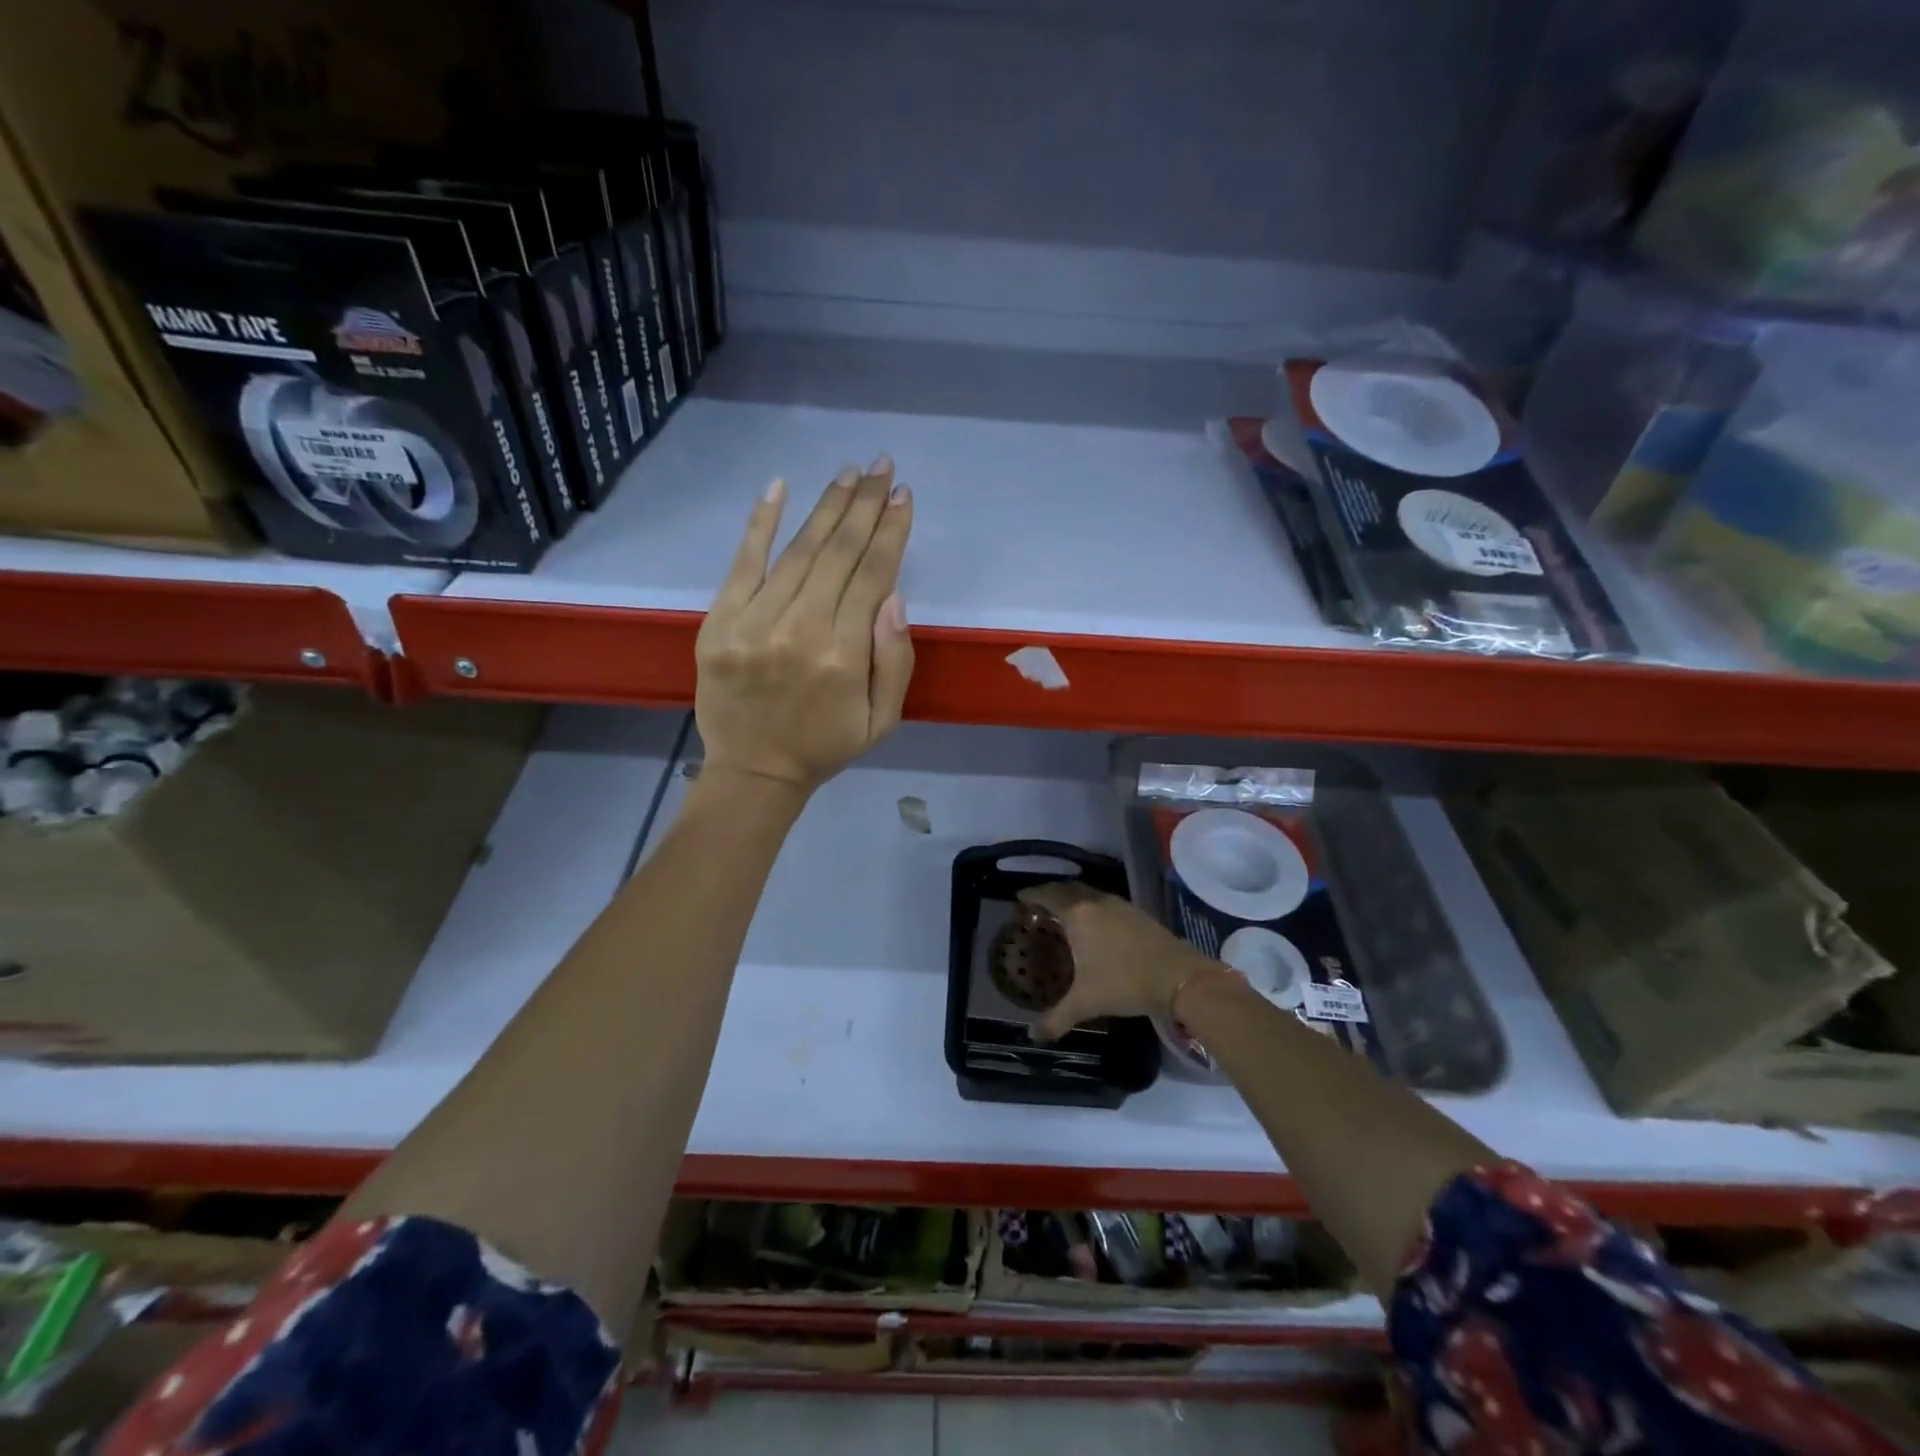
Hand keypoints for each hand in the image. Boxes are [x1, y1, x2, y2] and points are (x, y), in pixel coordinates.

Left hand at [695, 458, 913, 794]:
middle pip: (838, 553)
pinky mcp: (719, 622)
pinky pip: (742, 563)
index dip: (891, 533)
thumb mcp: (882, 719)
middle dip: (865, 506)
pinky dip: (760, 523)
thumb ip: (894, 660)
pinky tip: (779, 486)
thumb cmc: (825, 745)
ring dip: (827, 507)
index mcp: (844, 656)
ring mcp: (754, 623)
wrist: (753, 771)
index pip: (872, 576)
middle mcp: (800, 630)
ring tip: (849, 474)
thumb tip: (893, 596)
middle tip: (882, 467)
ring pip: (798, 551)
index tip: (904, 497)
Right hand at [1016, 883, 1215, 1041]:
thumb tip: (1032, 1037)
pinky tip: (1093, 926)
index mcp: (1077, 914)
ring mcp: (1118, 904)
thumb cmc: (1124, 983)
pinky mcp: (1136, 912)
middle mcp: (1095, 902)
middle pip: (1066, 888)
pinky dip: (1091, 906)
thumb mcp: (1086, 1002)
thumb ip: (1056, 1019)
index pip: (1047, 894)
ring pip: (1087, 893)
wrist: (1178, 977)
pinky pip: (1104, 902)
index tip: (1019, 899)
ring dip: (1072, 898)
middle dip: (1050, 894)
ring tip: (1063, 915)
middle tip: (1038, 908)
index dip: (1031, 895)